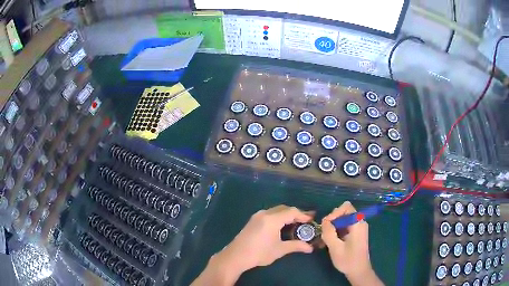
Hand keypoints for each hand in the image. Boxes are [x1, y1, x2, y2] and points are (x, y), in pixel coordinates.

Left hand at [218, 205, 313, 270]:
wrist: (236, 256)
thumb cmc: (259, 253)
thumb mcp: (280, 250)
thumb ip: (296, 246)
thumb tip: (310, 248)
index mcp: (272, 219)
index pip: (292, 212)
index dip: (303, 214)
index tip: (312, 219)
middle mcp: (265, 213)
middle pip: (284, 209)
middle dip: (296, 213)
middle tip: (306, 220)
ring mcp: (257, 216)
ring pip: (276, 210)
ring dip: (287, 215)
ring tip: (296, 223)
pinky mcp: (253, 220)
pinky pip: (270, 214)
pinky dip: (279, 217)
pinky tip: (282, 226)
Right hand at [321, 202, 381, 285]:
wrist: (359, 272)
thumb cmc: (348, 260)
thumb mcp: (335, 247)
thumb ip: (329, 232)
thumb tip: (324, 221)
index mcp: (357, 223)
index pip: (346, 207)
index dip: (335, 213)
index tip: (326, 225)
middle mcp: (359, 222)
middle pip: (344, 213)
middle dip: (332, 221)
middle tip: (323, 233)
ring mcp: (358, 228)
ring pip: (342, 220)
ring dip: (332, 228)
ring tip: (324, 240)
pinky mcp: (355, 234)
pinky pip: (344, 227)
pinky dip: (336, 232)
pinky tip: (329, 243)